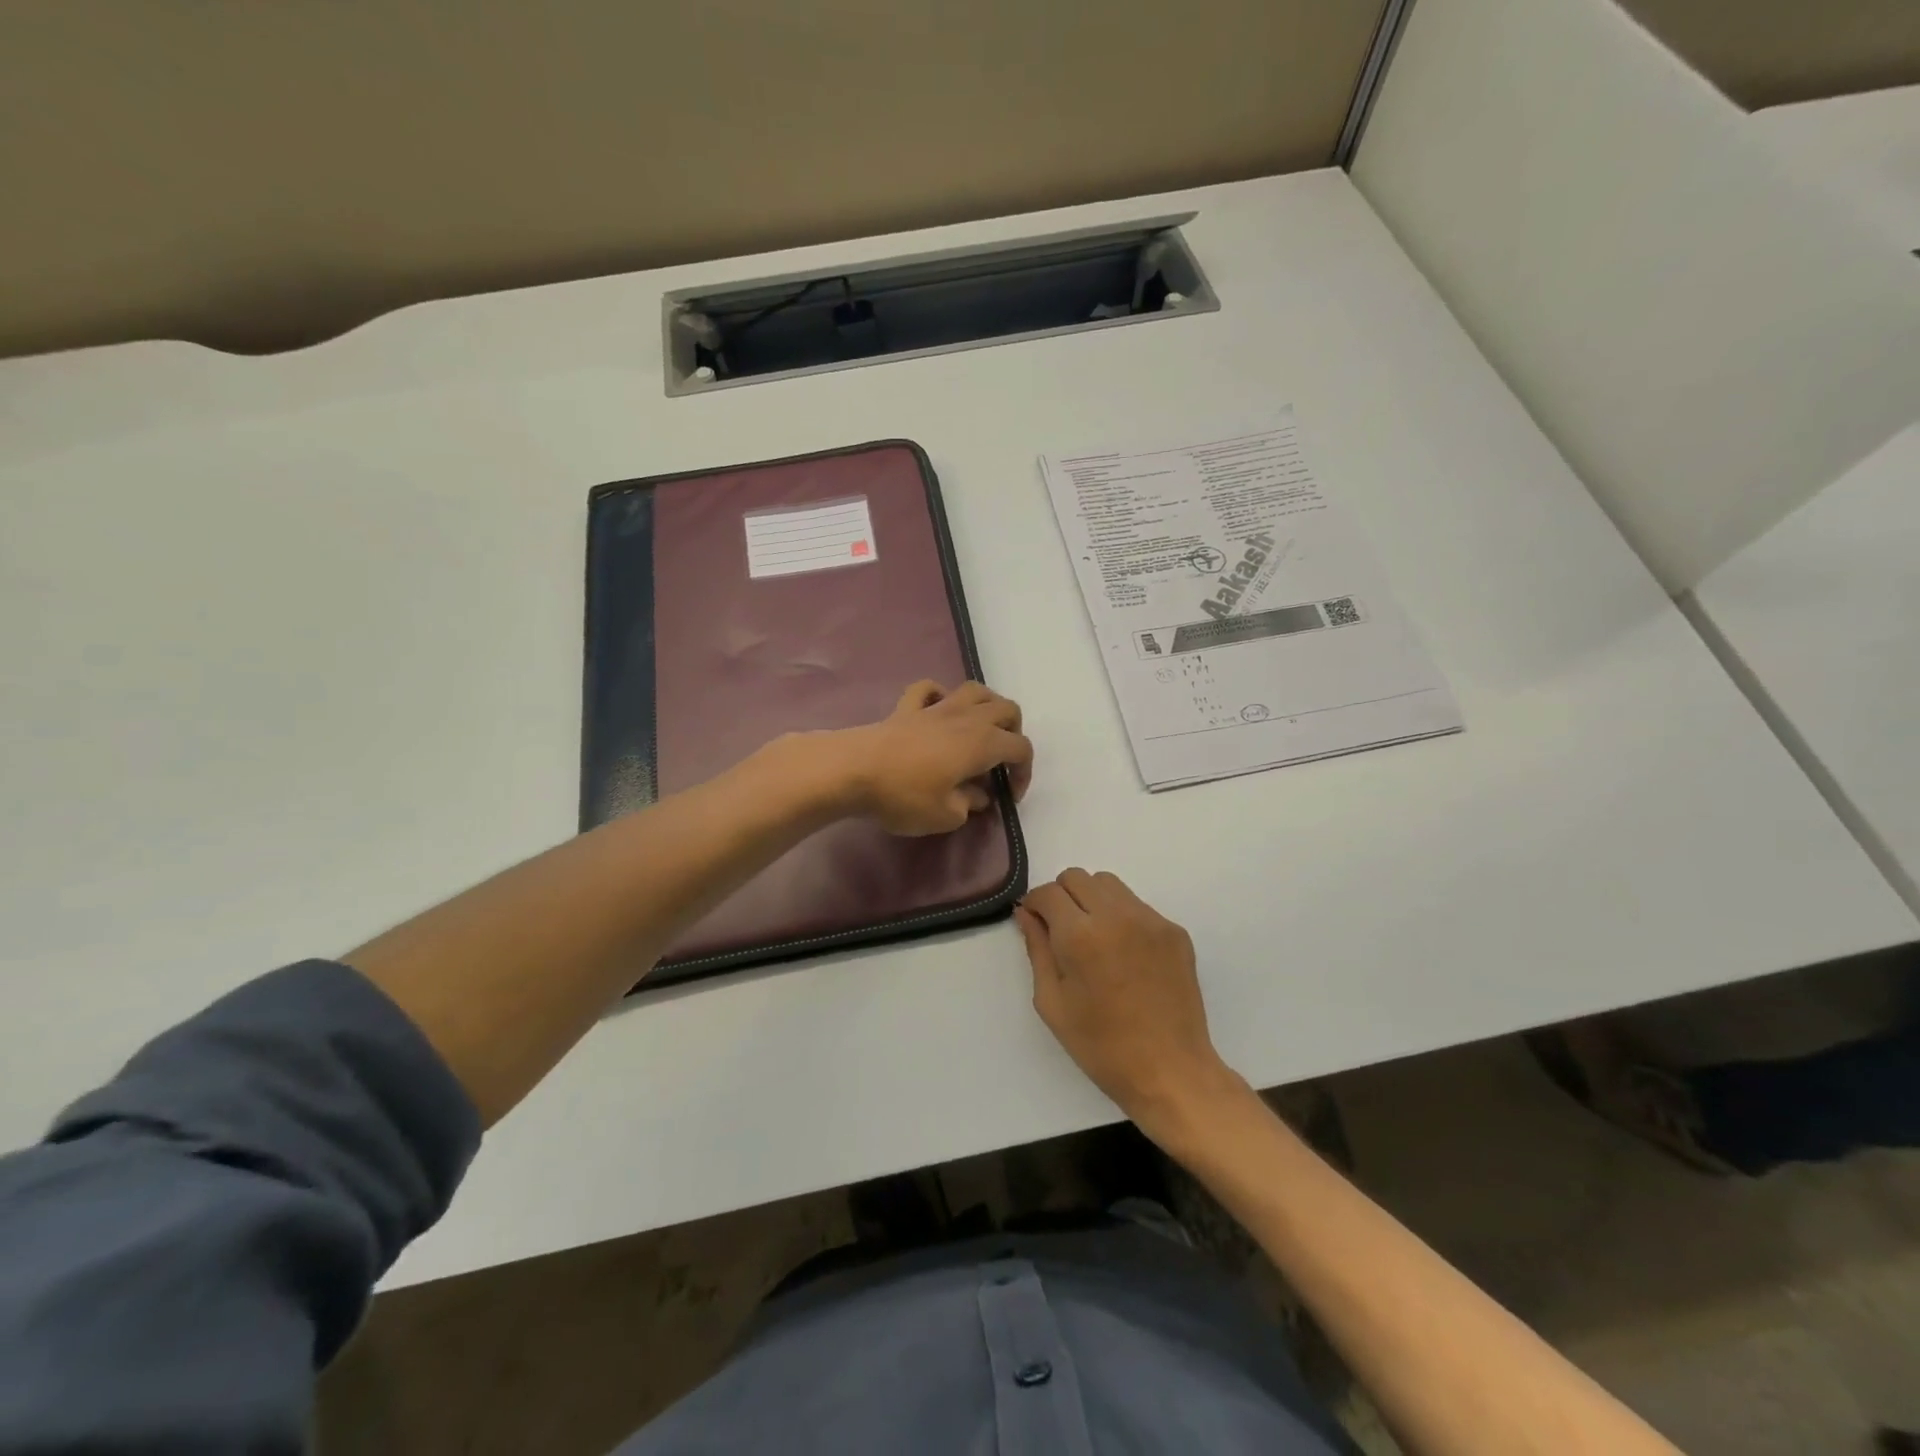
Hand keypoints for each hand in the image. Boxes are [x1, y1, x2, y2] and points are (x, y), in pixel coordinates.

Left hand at [842, 680, 1033, 835]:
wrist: (853, 770)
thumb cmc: (904, 795)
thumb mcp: (946, 815)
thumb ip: (969, 804)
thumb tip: (977, 796)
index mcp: (983, 743)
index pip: (1021, 748)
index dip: (1024, 772)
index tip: (1009, 797)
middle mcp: (966, 718)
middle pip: (1006, 709)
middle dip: (1013, 732)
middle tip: (1001, 760)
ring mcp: (935, 708)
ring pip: (974, 690)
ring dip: (986, 706)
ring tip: (980, 729)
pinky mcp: (906, 708)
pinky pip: (929, 689)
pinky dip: (938, 695)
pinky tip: (937, 710)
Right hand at [1018, 869, 1243, 1135]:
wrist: (1170, 1071)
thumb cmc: (1101, 1046)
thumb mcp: (1052, 1003)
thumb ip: (1037, 949)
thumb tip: (1026, 913)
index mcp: (1081, 936)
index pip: (1049, 892)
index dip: (1035, 904)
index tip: (1035, 923)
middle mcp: (1117, 916)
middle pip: (1078, 877)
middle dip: (1062, 896)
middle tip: (1061, 930)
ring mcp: (1151, 921)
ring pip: (1110, 885)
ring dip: (1092, 900)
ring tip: (1093, 938)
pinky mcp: (1174, 931)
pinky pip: (1137, 906)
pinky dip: (1121, 917)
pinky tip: (1123, 954)